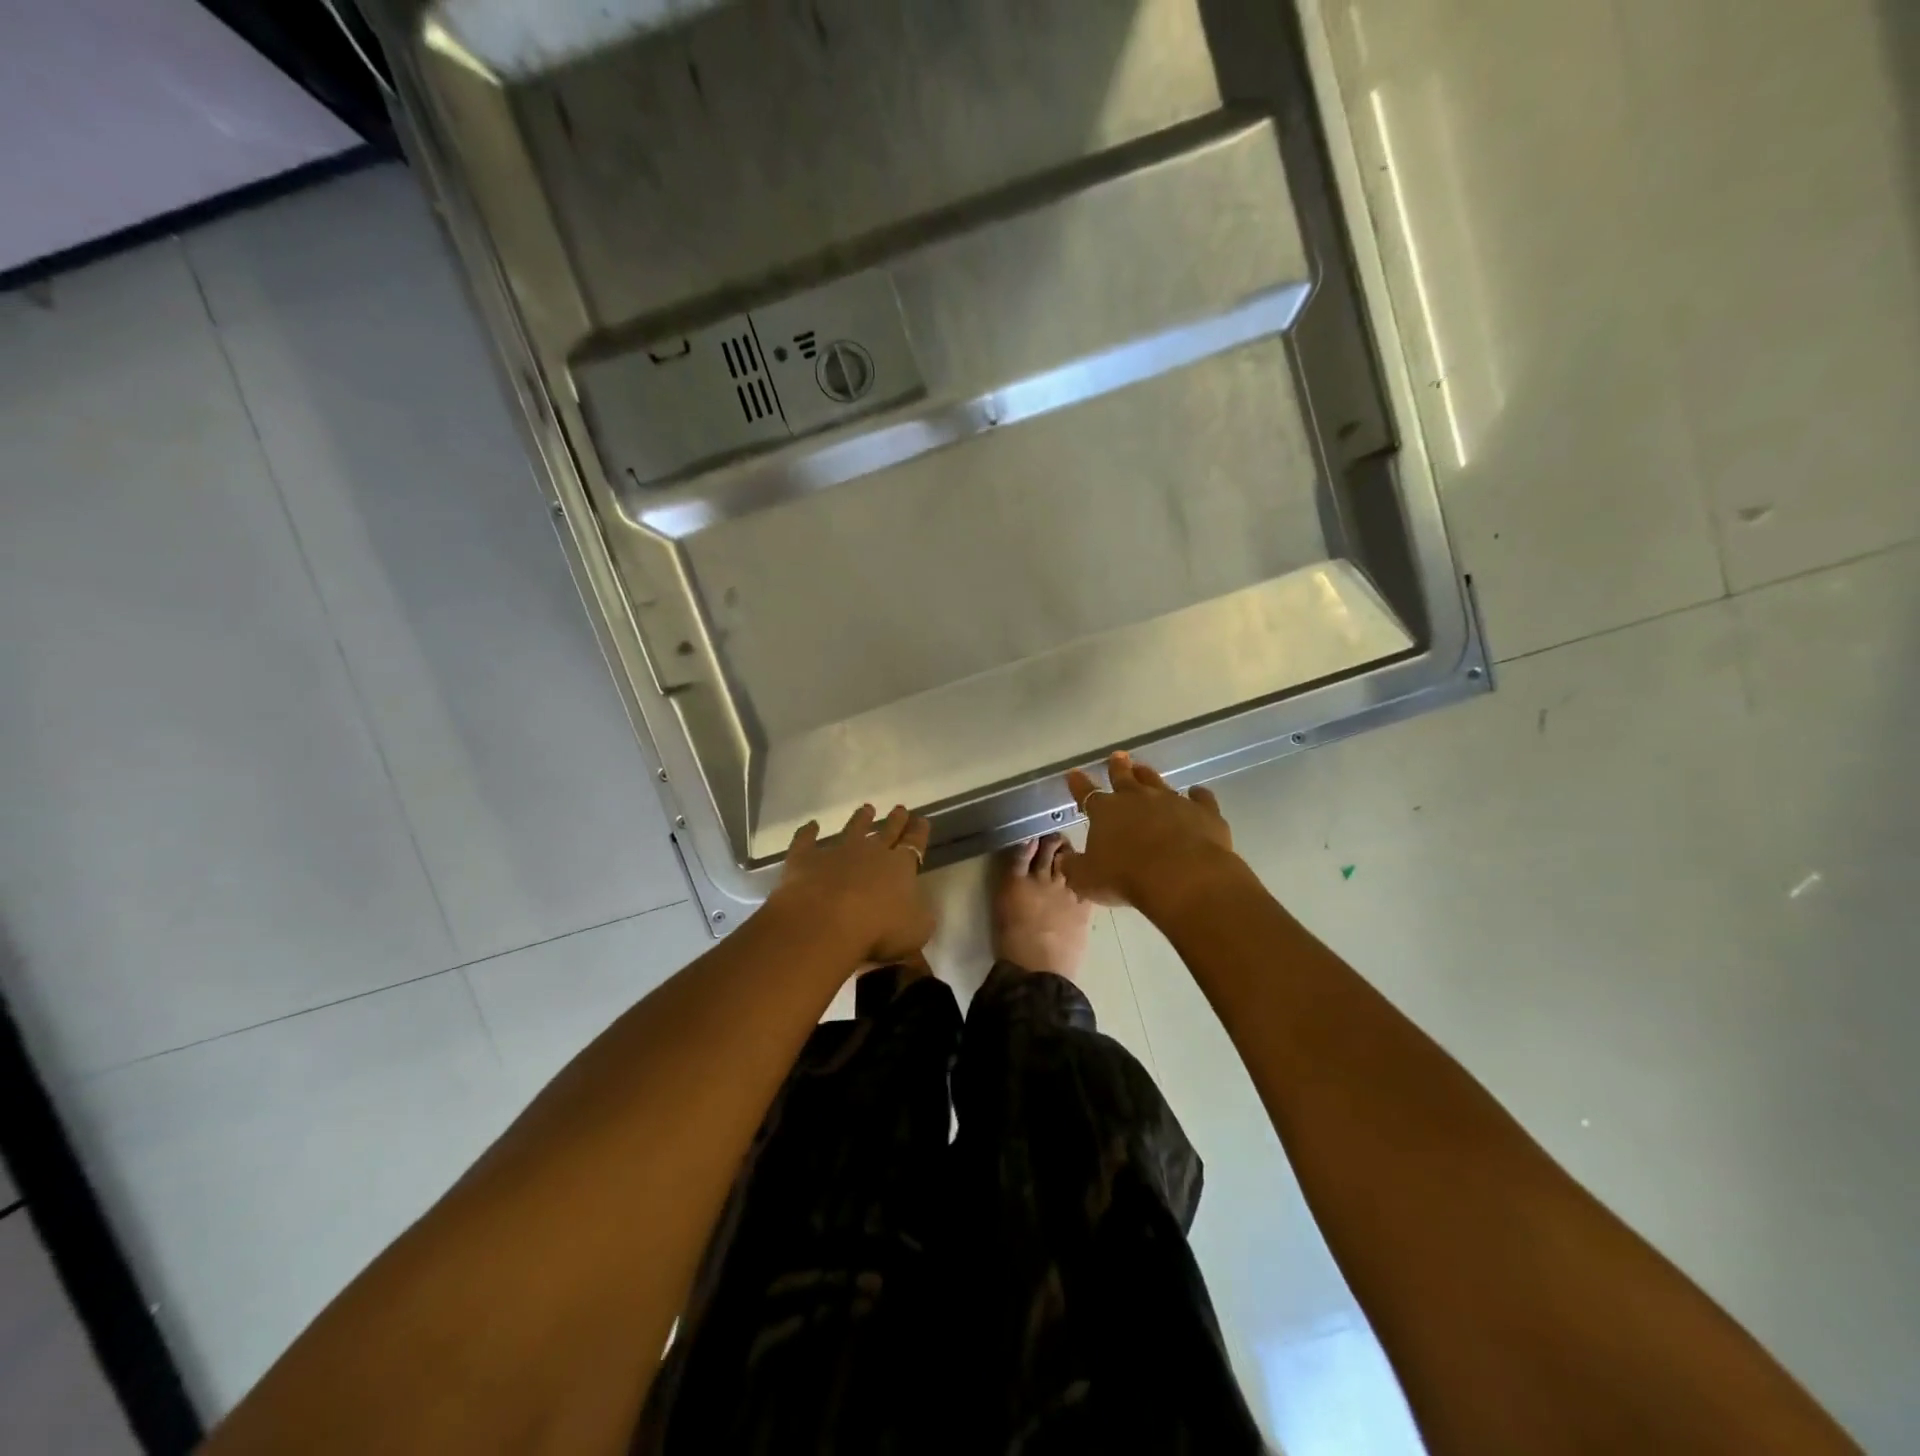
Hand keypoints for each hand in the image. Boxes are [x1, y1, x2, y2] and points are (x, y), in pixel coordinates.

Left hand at [766, 804, 934, 964]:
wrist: (825, 923)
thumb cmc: (878, 930)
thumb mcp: (916, 930)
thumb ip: (921, 917)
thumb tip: (921, 910)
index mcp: (900, 867)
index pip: (914, 845)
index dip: (919, 833)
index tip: (922, 821)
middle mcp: (870, 852)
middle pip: (886, 831)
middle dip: (895, 821)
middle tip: (900, 809)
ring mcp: (836, 852)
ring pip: (852, 829)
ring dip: (860, 819)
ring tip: (866, 809)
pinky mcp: (805, 859)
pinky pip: (807, 840)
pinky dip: (808, 832)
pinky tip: (811, 825)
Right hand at [1061, 752, 1241, 914]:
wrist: (1182, 877)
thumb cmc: (1126, 878)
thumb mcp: (1087, 879)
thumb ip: (1074, 868)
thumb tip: (1064, 859)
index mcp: (1106, 811)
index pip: (1087, 794)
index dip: (1078, 784)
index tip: (1073, 773)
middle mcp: (1138, 799)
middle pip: (1125, 778)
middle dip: (1118, 767)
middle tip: (1117, 756)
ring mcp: (1172, 802)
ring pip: (1157, 782)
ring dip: (1149, 776)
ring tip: (1144, 768)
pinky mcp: (1204, 812)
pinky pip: (1201, 798)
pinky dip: (1198, 795)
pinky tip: (1198, 793)